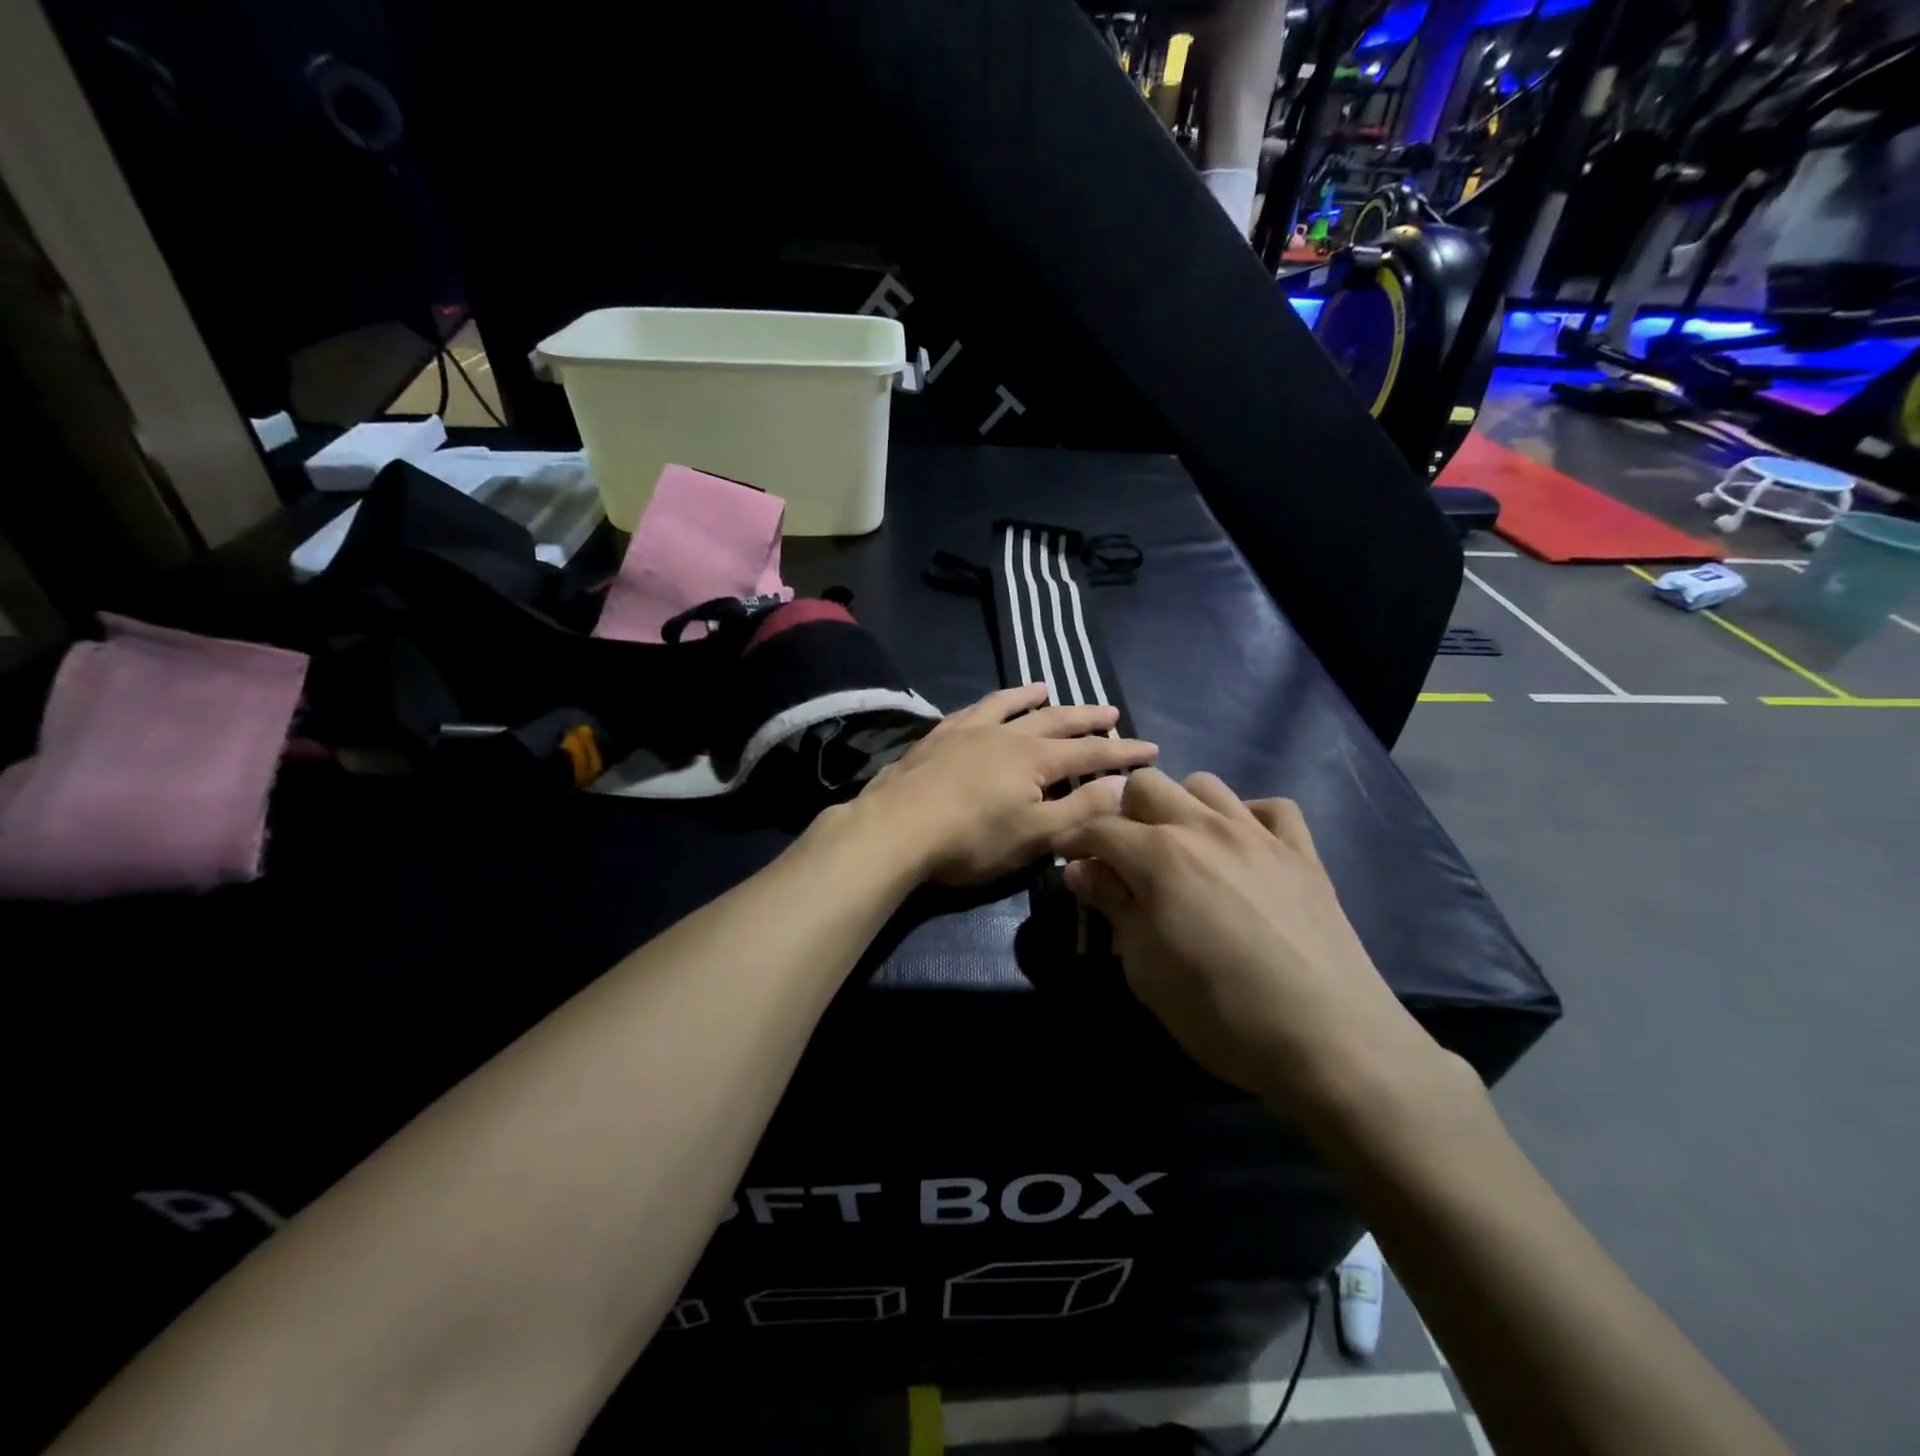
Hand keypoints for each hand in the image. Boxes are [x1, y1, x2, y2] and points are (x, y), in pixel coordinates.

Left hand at [859, 684, 1157, 885]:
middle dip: (1087, 717)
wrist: (897, 828)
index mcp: (1035, 759)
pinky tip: (988, 705)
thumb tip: (1126, 785)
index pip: (1091, 751)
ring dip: (1034, 698)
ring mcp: (968, 731)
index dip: (1123, 751)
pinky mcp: (938, 737)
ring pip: (1010, 706)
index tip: (1151, 748)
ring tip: (1049, 688)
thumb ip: (1082, 808)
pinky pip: (972, 709)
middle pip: (1055, 720)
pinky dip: (989, 702)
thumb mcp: (1036, 835)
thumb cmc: (972, 839)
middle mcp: (1006, 734)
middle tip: (1112, 711)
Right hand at [1052, 769, 1443, 1113]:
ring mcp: (1259, 835)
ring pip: (1205, 786)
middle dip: (1123, 812)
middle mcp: (1205, 828)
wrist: (1331, 1041)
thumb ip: (1113, 907)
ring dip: (1181, 808)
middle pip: (1148, 785)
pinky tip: (1243, 850)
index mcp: (1159, 855)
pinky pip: (1271, 808)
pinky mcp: (1303, 853)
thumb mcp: (1145, 969)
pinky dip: (1248, 818)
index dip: (1075, 841)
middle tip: (1122, 856)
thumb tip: (1082, 870)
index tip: (1066, 858)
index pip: (1100, 827)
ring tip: (1180, 849)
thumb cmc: (1220, 1013)